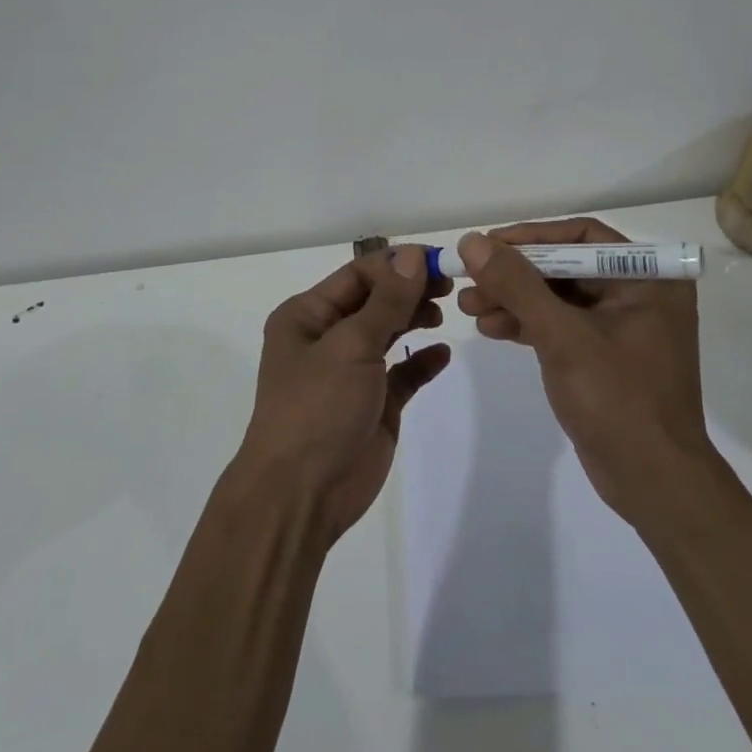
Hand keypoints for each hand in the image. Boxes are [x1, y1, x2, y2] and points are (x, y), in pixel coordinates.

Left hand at [238, 246, 451, 542]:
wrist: (302, 495)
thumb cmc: (317, 407)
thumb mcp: (350, 345)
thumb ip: (387, 301)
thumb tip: (415, 256)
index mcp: (307, 315)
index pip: (357, 274)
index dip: (397, 263)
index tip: (439, 260)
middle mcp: (327, 337)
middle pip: (376, 299)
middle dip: (410, 288)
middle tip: (449, 284)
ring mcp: (351, 372)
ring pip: (389, 331)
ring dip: (415, 317)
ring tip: (445, 311)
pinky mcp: (374, 403)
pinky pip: (402, 373)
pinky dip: (422, 361)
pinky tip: (441, 353)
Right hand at [456, 219, 708, 524]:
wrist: (654, 484)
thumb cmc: (618, 400)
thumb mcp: (563, 337)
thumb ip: (517, 285)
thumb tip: (473, 241)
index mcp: (648, 278)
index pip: (582, 236)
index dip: (531, 237)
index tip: (487, 244)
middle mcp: (639, 293)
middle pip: (566, 266)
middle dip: (515, 274)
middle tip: (469, 279)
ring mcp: (621, 326)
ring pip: (558, 297)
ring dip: (514, 299)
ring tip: (469, 306)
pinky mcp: (604, 355)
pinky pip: (561, 325)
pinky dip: (528, 324)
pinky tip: (491, 329)